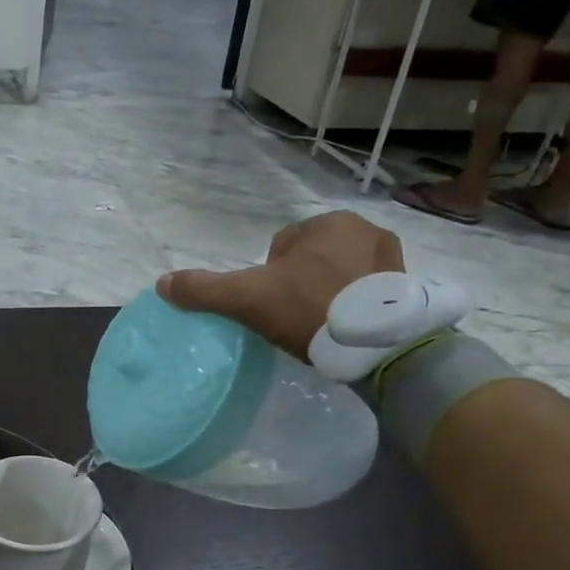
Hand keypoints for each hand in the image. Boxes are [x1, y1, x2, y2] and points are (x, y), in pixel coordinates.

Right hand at [157, 211, 405, 362]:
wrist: (379, 347)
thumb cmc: (311, 309)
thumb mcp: (247, 299)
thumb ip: (204, 289)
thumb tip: (161, 284)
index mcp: (330, 222)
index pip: (282, 246)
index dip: (269, 277)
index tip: (274, 305)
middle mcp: (367, 229)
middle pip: (310, 259)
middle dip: (299, 284)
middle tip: (295, 318)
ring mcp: (393, 258)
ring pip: (338, 274)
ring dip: (327, 293)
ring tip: (321, 326)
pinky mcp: (408, 287)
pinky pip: (367, 291)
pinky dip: (354, 306)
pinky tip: (346, 329)